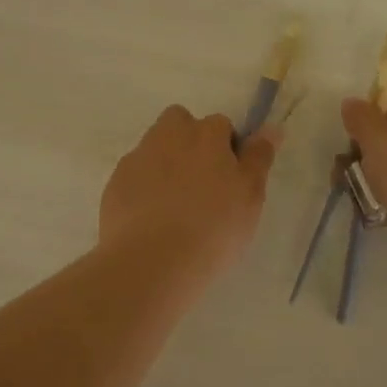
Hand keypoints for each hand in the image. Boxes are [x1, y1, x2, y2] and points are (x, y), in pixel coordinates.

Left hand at [99, 106, 279, 288]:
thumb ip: (259, 158)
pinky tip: (152, 219)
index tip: (231, 179)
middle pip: (180, 124)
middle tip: (202, 183)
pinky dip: (143, 188)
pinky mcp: (115, 184)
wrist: (151, 262)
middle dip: (190, 142)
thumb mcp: (250, 196)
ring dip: (166, 164)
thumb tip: (271, 127)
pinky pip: (135, 176)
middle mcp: (168, 136)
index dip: (227, 148)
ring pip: (155, 148)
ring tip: (176, 205)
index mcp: (205, 135)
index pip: (221, 125)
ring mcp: (137, 158)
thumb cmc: (213, 228)